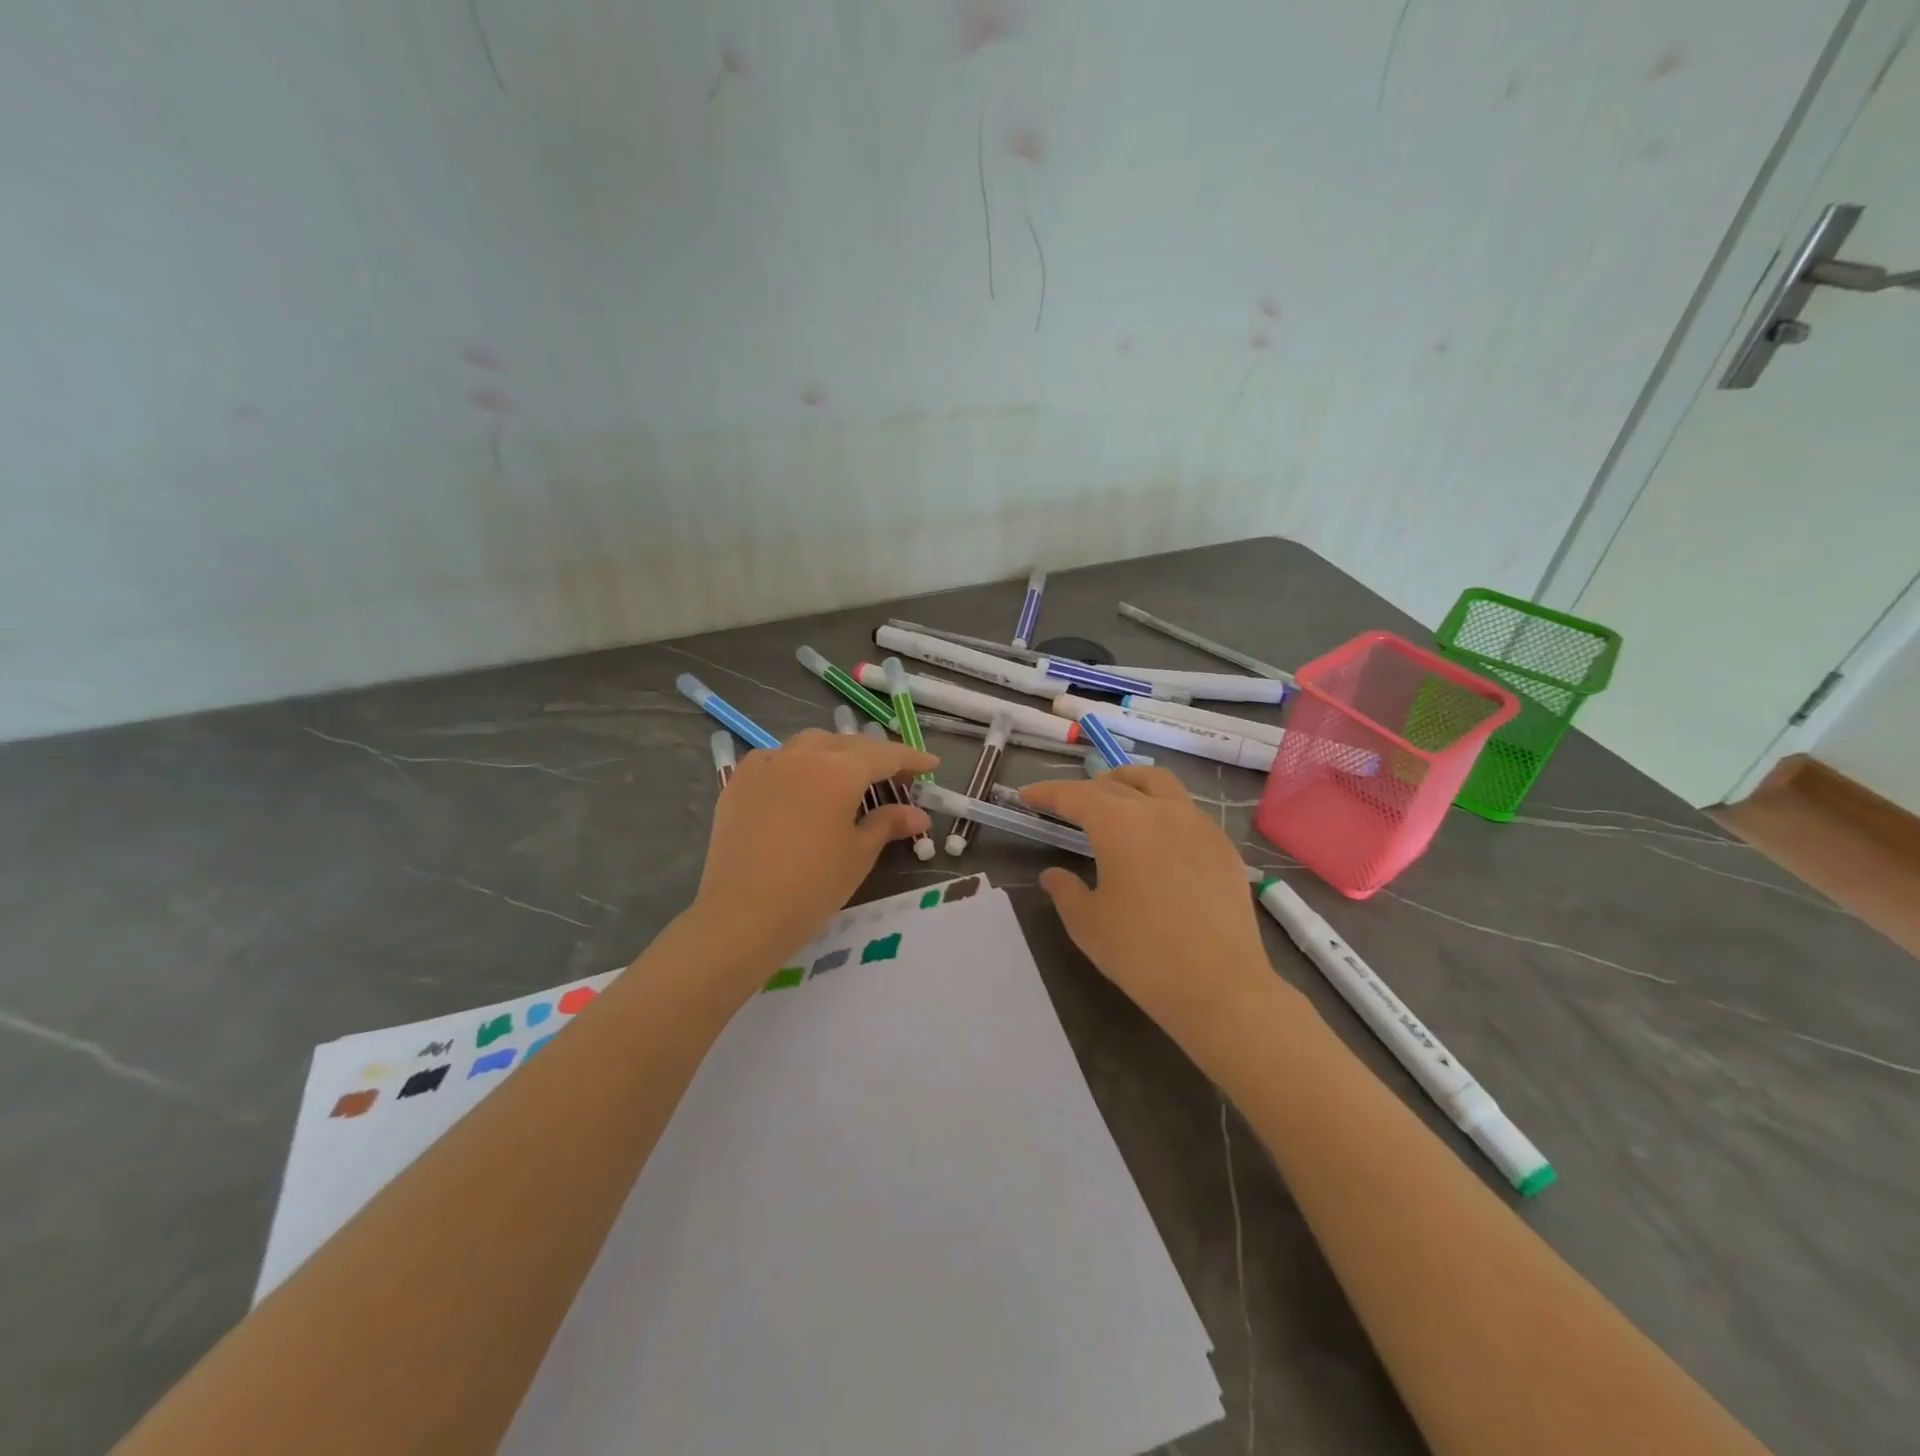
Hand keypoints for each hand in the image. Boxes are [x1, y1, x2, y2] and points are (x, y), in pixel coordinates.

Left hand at [692, 729, 936, 969]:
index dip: (911, 759)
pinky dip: (795, 763)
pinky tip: (797, 783)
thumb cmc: (813, 886)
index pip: (885, 755)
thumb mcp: (859, 854)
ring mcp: (766, 765)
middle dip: (874, 756)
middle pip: (847, 744)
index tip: (932, 766)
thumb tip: (918, 814)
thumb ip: (889, 823)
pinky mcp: (738, 782)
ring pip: (809, 744)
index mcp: (839, 770)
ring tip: (846, 775)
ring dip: (834, 753)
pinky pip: (774, 758)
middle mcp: (803, 755)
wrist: (742, 914)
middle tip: (894, 777)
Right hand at [1019, 767, 1276, 1040]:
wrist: (1220, 986)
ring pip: (1159, 784)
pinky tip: (1157, 839)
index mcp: (1120, 823)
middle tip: (1065, 804)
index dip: (1047, 793)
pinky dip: (1161, 810)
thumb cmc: (1142, 953)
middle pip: (1116, 785)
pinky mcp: (1223, 847)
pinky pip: (1186, 811)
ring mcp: (1198, 825)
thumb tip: (1053, 875)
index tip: (1026, 795)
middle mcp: (1160, 811)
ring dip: (1129, 784)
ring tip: (1114, 798)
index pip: (1075, 795)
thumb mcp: (1087, 924)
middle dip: (1085, 789)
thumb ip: (1065, 890)